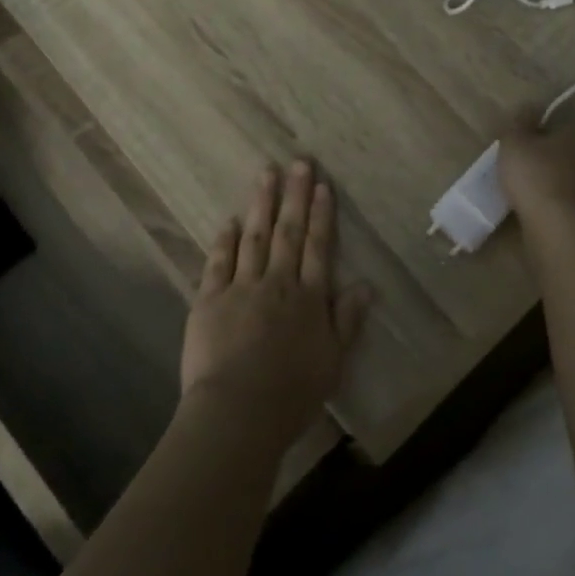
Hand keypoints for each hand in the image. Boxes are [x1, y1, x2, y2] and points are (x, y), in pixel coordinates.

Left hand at [180, 159, 370, 444]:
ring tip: (265, 174)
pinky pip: (219, 262)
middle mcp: (278, 283)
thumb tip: (365, 284)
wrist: (238, 412)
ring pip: (254, 237)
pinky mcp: (209, 300)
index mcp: (309, 299)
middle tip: (298, 163)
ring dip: (261, 204)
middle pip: (288, 232)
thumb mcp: (333, 362)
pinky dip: (225, 239)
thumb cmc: (292, 394)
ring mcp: (241, 288)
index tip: (322, 185)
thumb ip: (348, 321)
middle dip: (295, 195)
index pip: (319, 247)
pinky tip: (229, 220)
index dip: (322, 214)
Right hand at [498, 116, 574, 220]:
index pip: (572, 125)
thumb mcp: (514, 143)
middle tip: (553, 165)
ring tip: (563, 189)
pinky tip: (572, 209)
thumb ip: (520, 123)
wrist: (559, 224)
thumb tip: (530, 106)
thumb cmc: (534, 174)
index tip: (538, 143)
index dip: (554, 133)